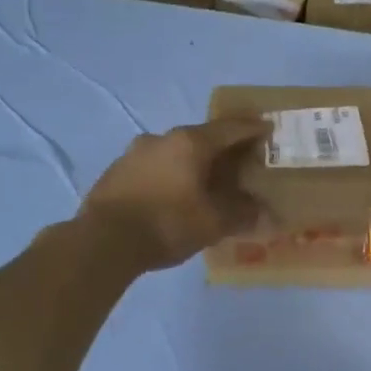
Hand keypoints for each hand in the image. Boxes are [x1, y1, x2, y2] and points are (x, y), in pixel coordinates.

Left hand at [78, 117, 268, 272]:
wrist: (102, 242)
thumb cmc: (167, 224)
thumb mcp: (213, 223)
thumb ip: (241, 214)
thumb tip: (263, 212)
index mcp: (190, 142)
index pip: (230, 129)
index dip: (252, 129)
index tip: (267, 129)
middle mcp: (162, 138)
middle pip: (201, 138)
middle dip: (222, 149)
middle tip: (240, 163)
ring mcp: (134, 153)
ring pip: (175, 152)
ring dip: (193, 163)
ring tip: (206, 182)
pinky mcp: (116, 171)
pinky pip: (155, 167)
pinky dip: (171, 175)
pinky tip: (174, 195)